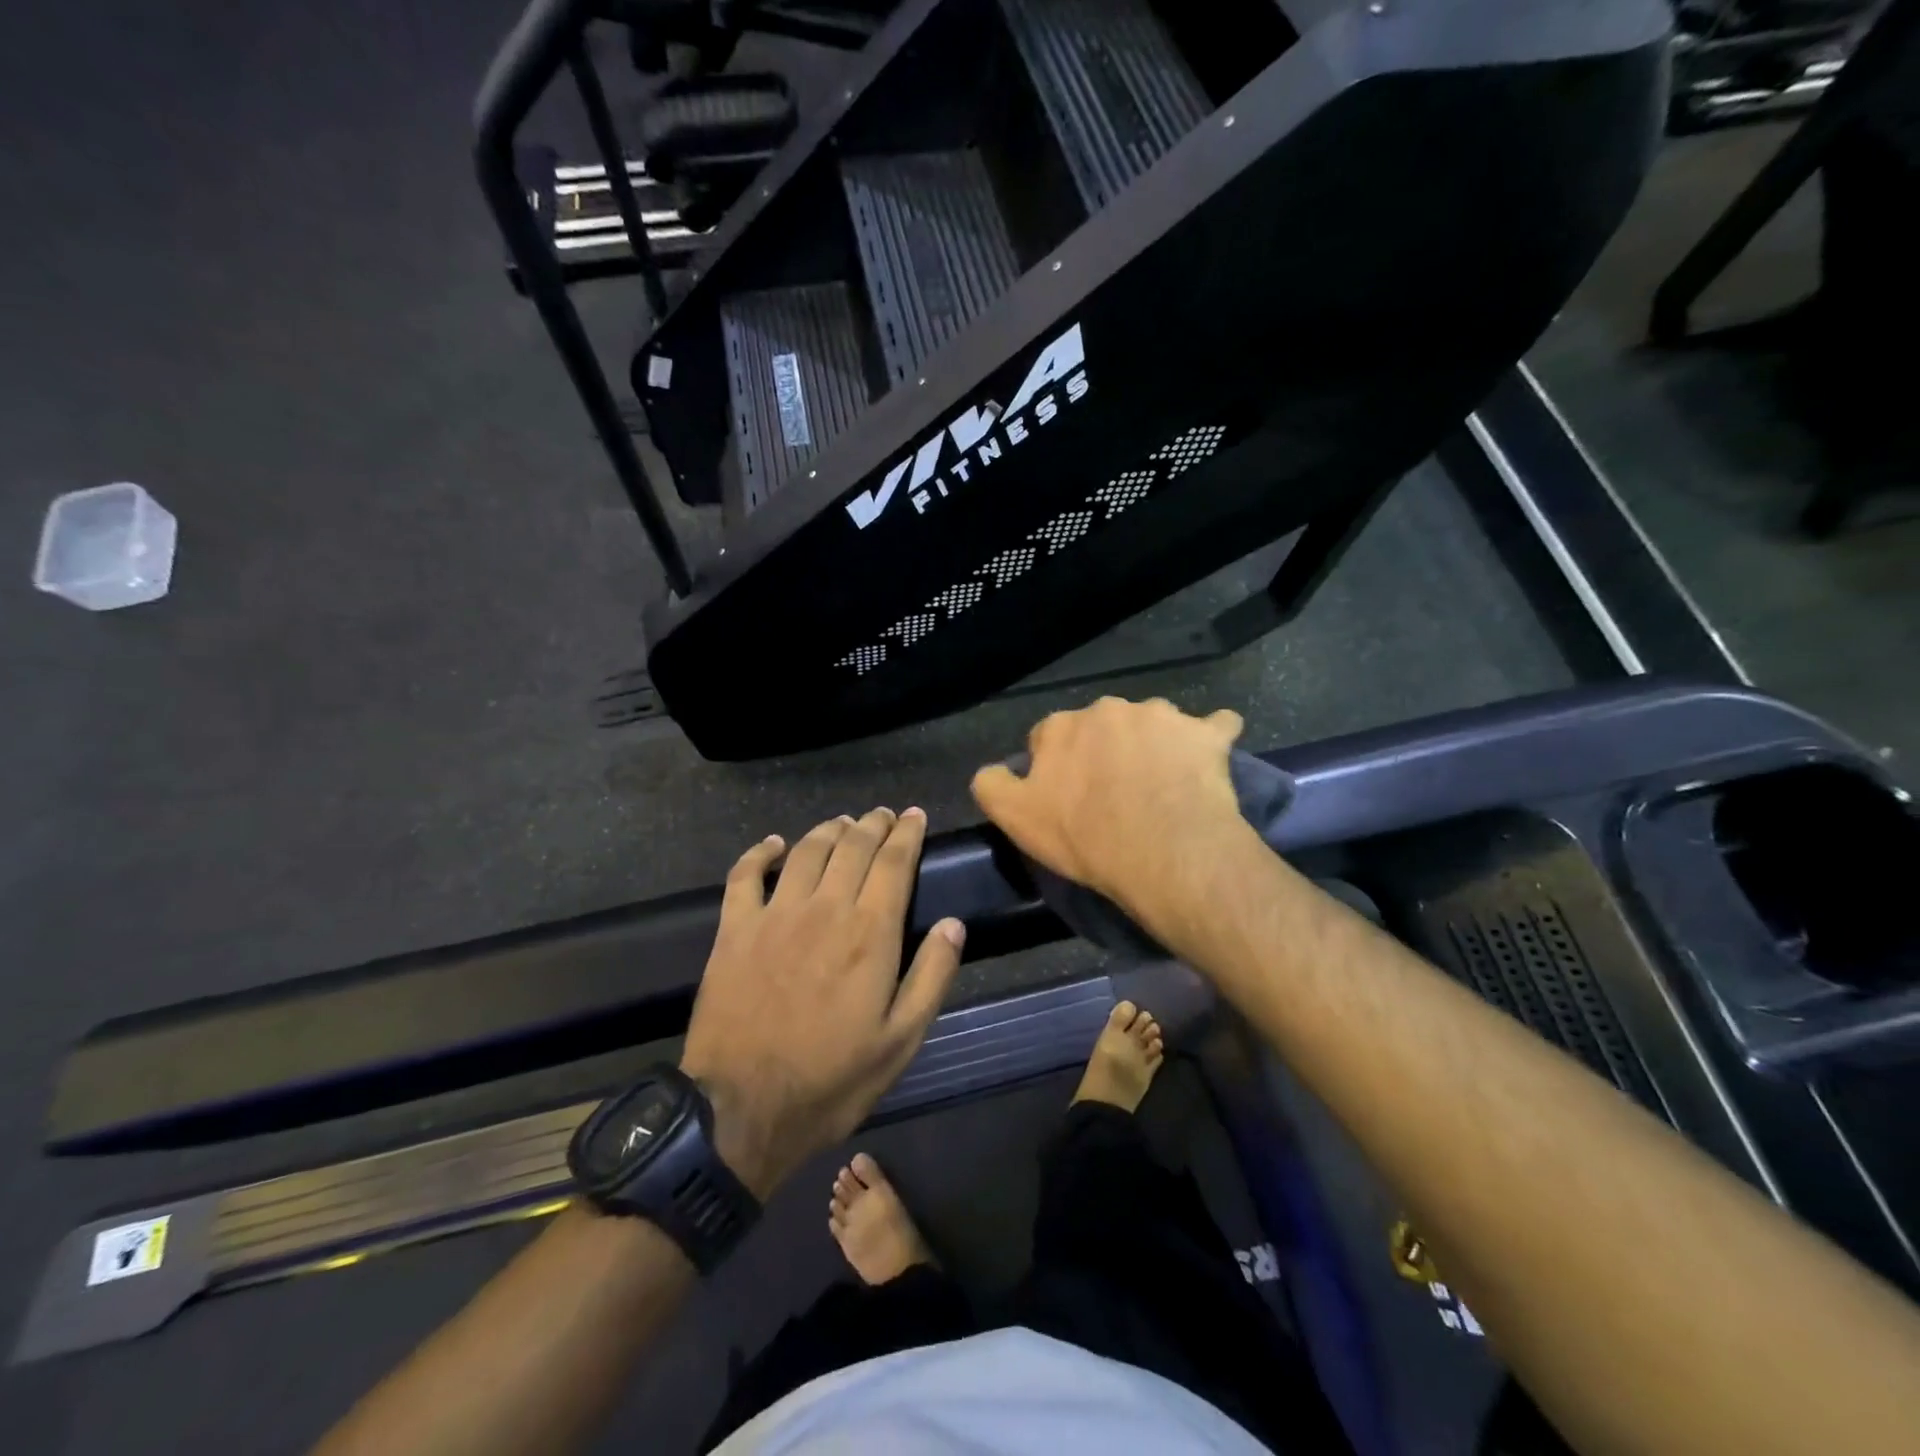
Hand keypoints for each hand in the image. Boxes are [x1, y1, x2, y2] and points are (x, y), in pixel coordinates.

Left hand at [678, 808, 963, 1199]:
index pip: (893, 863)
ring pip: (807, 851)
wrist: (741, 1109)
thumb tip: (953, 924)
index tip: (914, 815)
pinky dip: (761, 852)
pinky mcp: (734, 929)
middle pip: (852, 847)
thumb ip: (931, 977)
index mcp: (869, 933)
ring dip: (829, 829)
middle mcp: (824, 908)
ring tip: (843, 823)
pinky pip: (746, 875)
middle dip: (872, 824)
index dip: (906, 834)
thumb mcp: (900, 1041)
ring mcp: (775, 914)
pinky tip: (774, 844)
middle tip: (883, 815)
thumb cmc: (831, 1080)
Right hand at [971, 697, 1252, 937]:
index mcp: (1062, 726)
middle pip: (1101, 726)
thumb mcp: (1015, 819)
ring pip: (1154, 724)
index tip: (1067, 796)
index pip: (1049, 736)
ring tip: (1164, 784)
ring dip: (1154, 744)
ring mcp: (1163, 716)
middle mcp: (1109, 709)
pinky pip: (1214, 725)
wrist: (1164, 853)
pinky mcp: (1207, 734)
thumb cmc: (1085, 838)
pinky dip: (1211, 737)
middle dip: (1105, 749)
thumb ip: (991, 785)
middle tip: (1115, 793)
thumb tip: (993, 770)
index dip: (1056, 766)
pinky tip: (1211, 758)